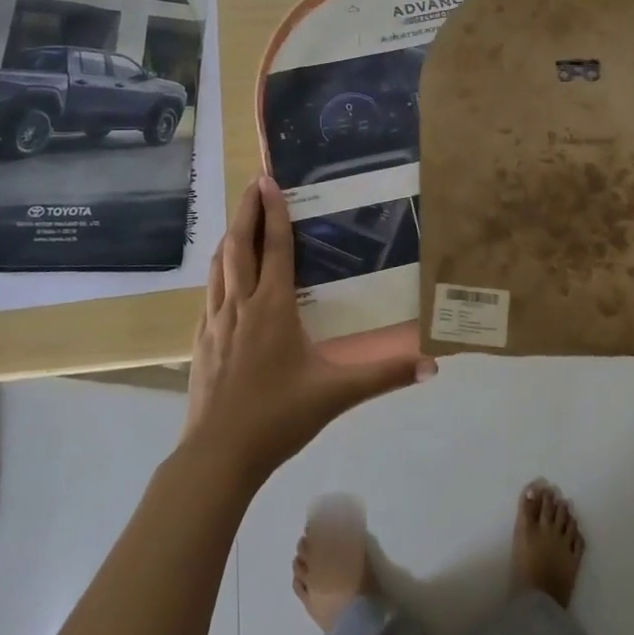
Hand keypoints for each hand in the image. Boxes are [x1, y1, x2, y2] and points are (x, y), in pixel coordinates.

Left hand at [182, 176, 434, 486]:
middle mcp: (240, 304)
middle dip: (246, 211)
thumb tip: (431, 364)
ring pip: (219, 266)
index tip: (268, 180)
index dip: (273, 212)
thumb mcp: (336, 393)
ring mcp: (215, 321)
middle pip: (238, 245)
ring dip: (229, 237)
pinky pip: (209, 292)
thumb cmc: (278, 416)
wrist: (218, 454)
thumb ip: (384, 375)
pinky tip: (223, 280)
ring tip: (239, 221)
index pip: (274, 247)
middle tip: (253, 184)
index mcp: (272, 307)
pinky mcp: (201, 341)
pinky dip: (218, 272)